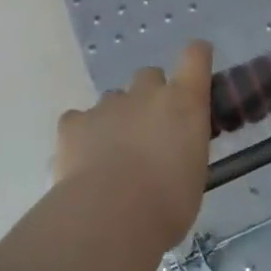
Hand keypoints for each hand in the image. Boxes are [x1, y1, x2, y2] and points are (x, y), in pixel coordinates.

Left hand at [55, 42, 213, 249]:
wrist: (111, 214)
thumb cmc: (168, 203)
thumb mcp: (193, 175)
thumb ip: (184, 149)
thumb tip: (173, 152)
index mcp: (184, 102)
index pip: (195, 56)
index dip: (196, 57)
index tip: (196, 66)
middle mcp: (146, 93)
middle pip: (149, 76)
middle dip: (150, 96)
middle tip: (151, 131)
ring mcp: (107, 104)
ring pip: (114, 99)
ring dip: (117, 118)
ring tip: (114, 155)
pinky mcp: (74, 122)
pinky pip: (79, 120)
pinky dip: (83, 135)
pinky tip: (84, 160)